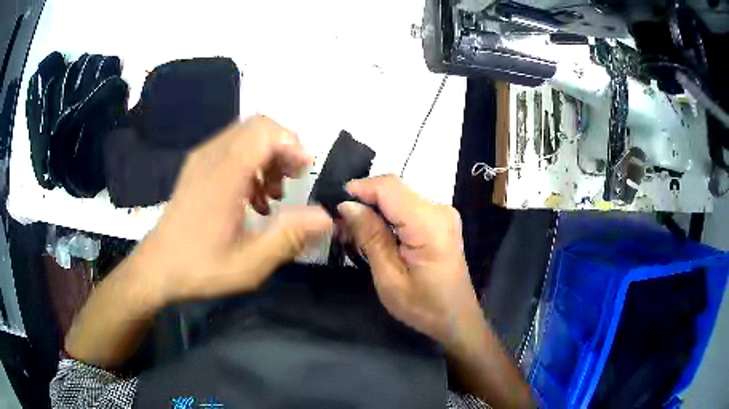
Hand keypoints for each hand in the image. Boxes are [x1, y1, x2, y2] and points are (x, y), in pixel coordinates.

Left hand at [134, 115, 332, 302]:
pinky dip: (251, 162)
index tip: (303, 172)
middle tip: (291, 180)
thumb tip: (326, 216)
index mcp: (224, 175)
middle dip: (282, 147)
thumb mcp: (248, 264)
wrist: (156, 268)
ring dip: (267, 155)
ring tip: (272, 194)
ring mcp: (201, 159)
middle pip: (257, 126)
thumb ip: (288, 237)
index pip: (264, 132)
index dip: (291, 144)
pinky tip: (251, 197)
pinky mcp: (196, 167)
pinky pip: (231, 148)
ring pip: (245, 135)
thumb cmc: (199, 267)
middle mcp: (211, 157)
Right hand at [337, 175, 485, 354]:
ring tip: (356, 232)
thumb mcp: (389, 278)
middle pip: (394, 189)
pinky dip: (388, 215)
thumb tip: (348, 205)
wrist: (457, 318)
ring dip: (375, 208)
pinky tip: (377, 234)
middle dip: (365, 200)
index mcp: (428, 224)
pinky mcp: (441, 220)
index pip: (389, 188)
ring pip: (399, 196)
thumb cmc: (424, 306)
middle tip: (342, 225)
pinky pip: (408, 206)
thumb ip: (371, 237)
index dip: (360, 188)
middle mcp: (439, 209)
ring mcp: (443, 213)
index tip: (335, 205)